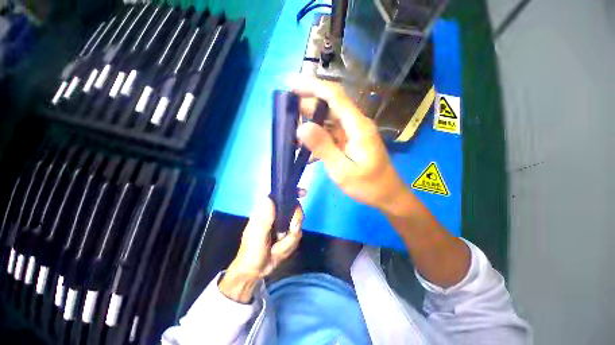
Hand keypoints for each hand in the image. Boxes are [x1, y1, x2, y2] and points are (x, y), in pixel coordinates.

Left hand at [219, 198, 302, 302]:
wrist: (255, 271)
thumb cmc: (251, 251)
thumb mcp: (256, 236)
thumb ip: (264, 218)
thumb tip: (270, 198)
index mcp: (267, 210)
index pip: (281, 196)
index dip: (293, 192)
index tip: (303, 193)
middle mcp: (277, 215)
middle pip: (295, 209)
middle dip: (295, 221)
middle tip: (287, 233)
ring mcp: (284, 225)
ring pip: (298, 224)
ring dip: (290, 238)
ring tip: (278, 247)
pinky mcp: (289, 234)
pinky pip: (298, 235)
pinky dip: (290, 244)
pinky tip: (280, 249)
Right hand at [292, 77, 411, 215]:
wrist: (386, 194)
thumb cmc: (367, 185)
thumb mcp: (342, 170)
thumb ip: (323, 148)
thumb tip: (302, 127)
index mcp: (357, 126)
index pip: (335, 96)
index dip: (313, 87)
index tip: (292, 86)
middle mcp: (355, 123)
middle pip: (330, 105)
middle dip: (307, 106)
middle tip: (286, 115)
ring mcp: (352, 132)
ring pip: (328, 119)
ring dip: (310, 122)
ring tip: (292, 132)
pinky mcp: (349, 140)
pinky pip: (330, 132)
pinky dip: (317, 135)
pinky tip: (305, 146)